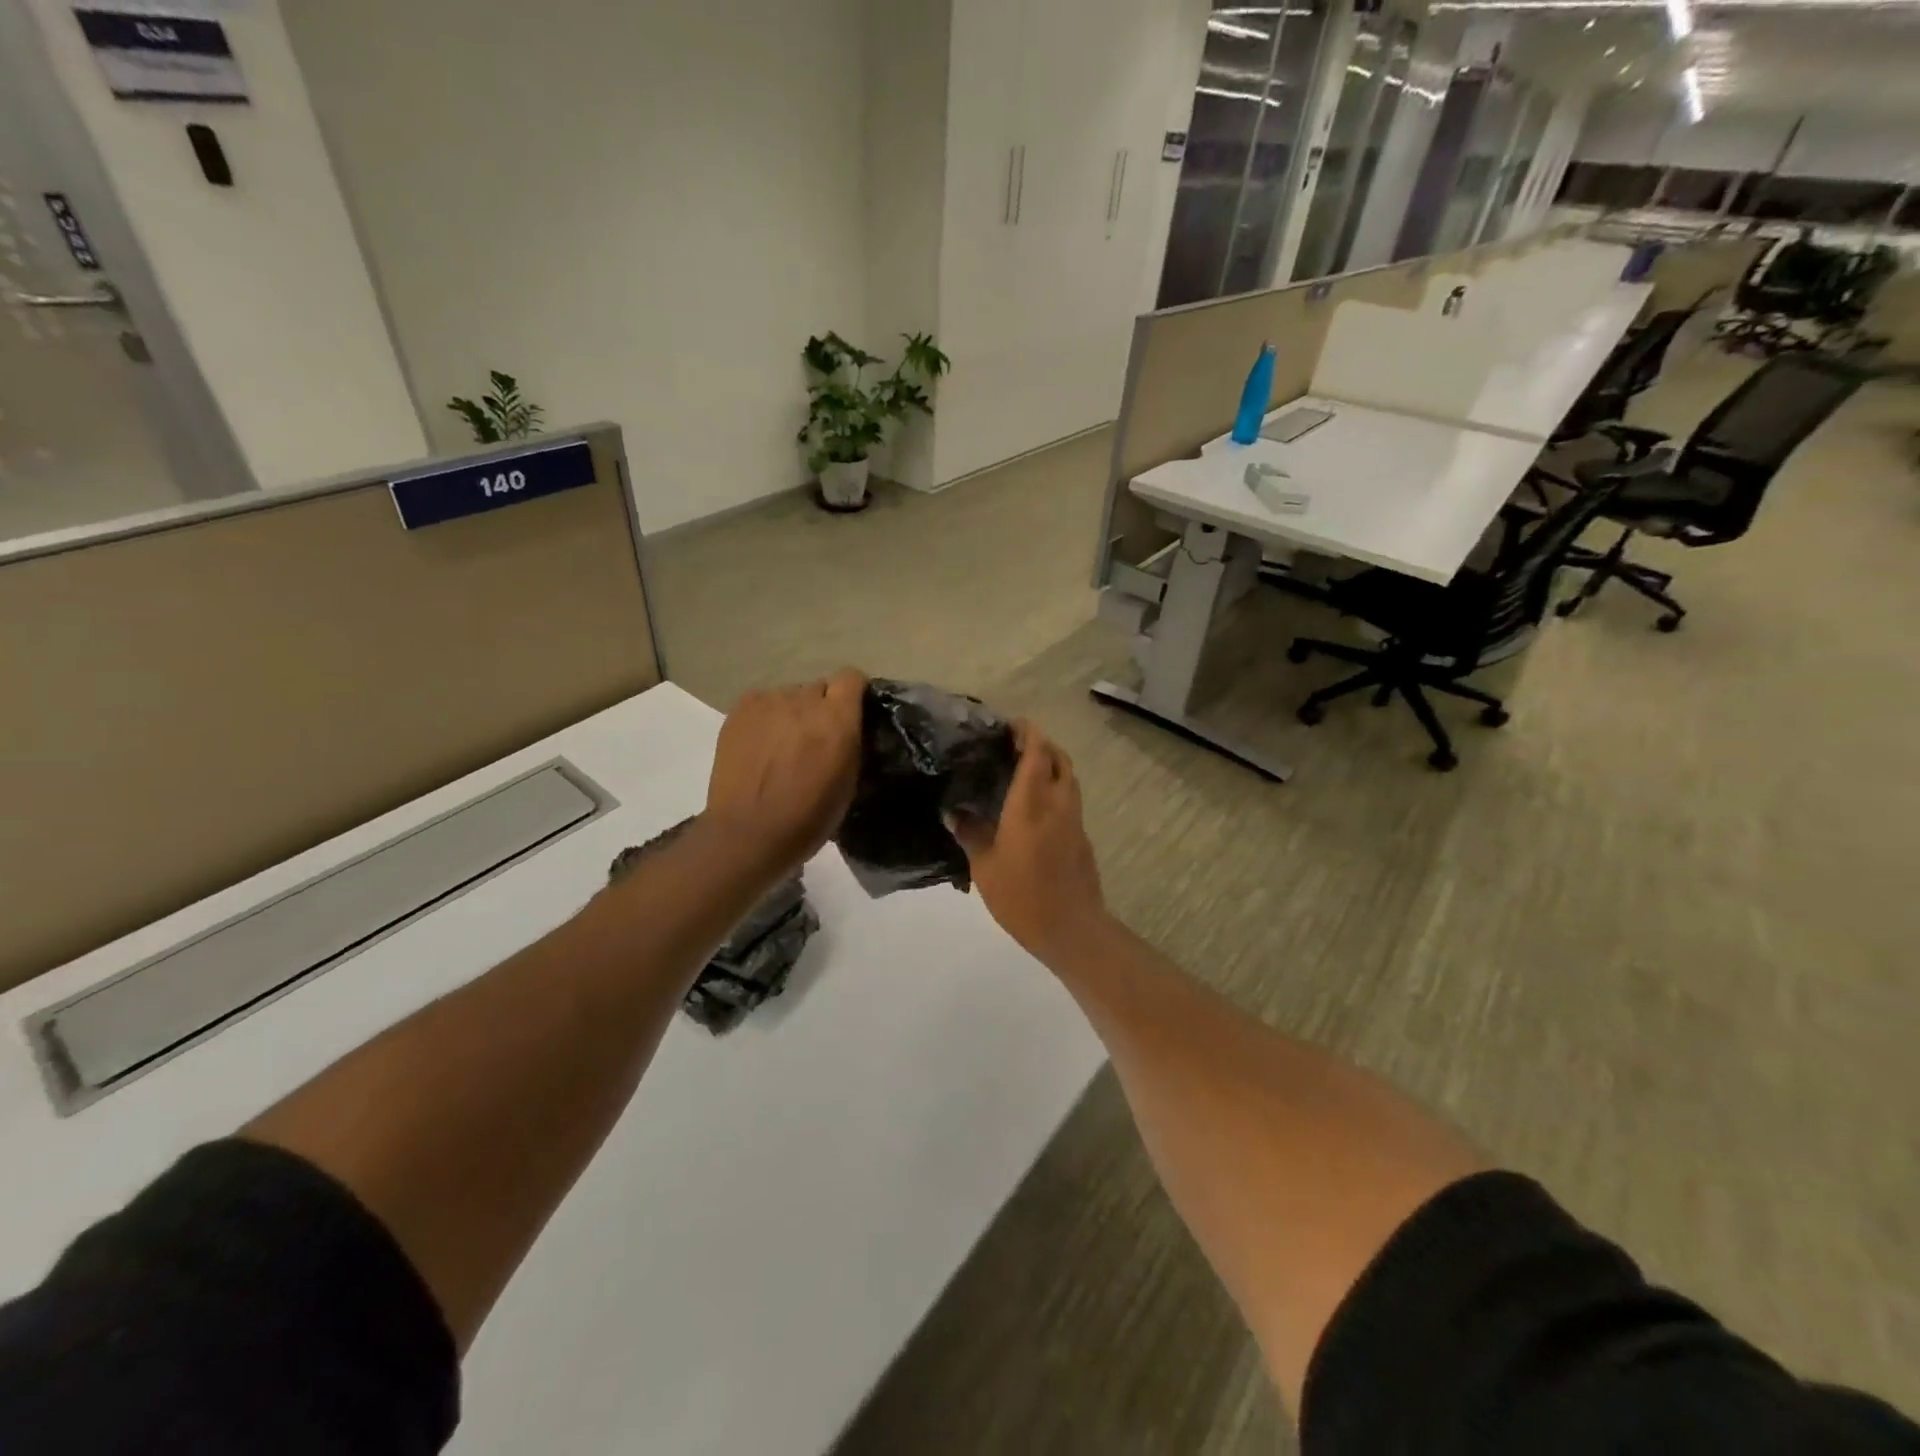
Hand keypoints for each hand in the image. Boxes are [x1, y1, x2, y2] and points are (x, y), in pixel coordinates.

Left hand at [705, 669, 865, 874]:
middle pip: (819, 688)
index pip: (851, 678)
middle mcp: (804, 700)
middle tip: (814, 738)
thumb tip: (847, 729)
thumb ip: (850, 744)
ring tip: (782, 745)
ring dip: (792, 714)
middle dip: (821, 708)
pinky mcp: (739, 710)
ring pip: (789, 696)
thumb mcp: (848, 783)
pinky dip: (766, 718)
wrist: (749, 833)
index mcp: (837, 719)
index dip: (853, 693)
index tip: (851, 713)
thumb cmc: (808, 818)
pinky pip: (762, 703)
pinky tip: (761, 745)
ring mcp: (768, 702)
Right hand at [949, 723, 1107, 963]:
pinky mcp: (1082, 837)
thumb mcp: (984, 867)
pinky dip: (1055, 789)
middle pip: (1059, 758)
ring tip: (1024, 771)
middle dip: (1041, 744)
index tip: (1010, 725)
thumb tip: (954, 812)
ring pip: (1068, 777)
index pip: (1036, 752)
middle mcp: (1058, 803)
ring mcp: (1074, 819)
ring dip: (1051, 765)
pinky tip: (1034, 807)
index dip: (1027, 732)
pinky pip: (1070, 799)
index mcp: (1031, 803)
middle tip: (1014, 745)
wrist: (1071, 928)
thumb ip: (970, 834)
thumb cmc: (1021, 896)